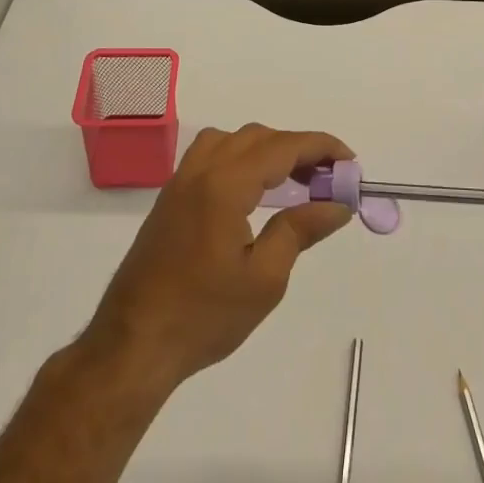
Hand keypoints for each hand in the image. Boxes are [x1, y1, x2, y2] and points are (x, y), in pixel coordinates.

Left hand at [79, 124, 354, 392]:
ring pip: (232, 140)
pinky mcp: (170, 198)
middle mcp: (201, 170)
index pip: (283, 147)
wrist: (133, 345)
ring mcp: (181, 181)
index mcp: (225, 184)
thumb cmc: (203, 316)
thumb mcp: (264, 279)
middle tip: (328, 179)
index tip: (350, 163)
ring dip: (268, 149)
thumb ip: (300, 230)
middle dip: (298, 149)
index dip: (321, 147)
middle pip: (259, 137)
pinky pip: (211, 155)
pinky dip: (241, 157)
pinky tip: (254, 190)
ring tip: (294, 180)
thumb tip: (338, 204)